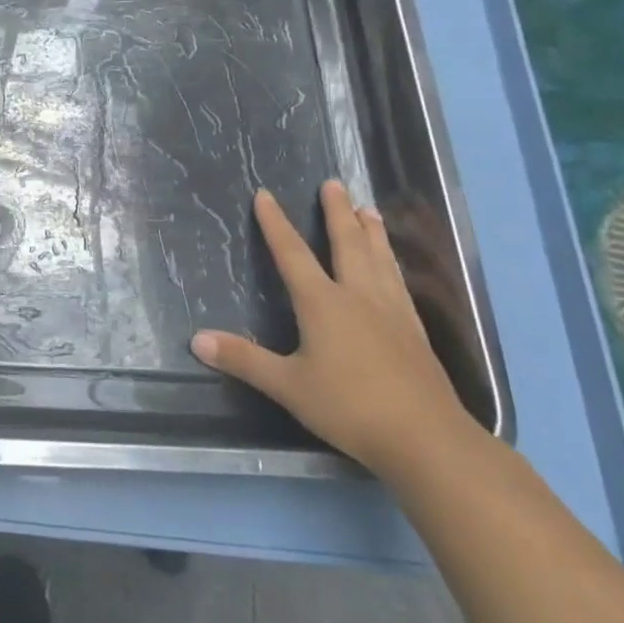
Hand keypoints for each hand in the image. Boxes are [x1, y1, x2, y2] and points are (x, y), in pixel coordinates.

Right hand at [191, 180, 472, 475]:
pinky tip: (393, 267)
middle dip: (337, 212)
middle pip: (347, 244)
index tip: (264, 195)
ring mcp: (392, 312)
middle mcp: (358, 297)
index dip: (275, 224)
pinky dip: (391, 262)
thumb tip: (196, 339)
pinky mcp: (414, 331)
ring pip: (379, 259)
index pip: (293, 254)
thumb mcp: (287, 386)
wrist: (426, 439)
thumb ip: (243, 360)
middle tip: (334, 184)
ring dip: (371, 231)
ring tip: (368, 208)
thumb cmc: (349, 407)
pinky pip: (399, 283)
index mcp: (323, 303)